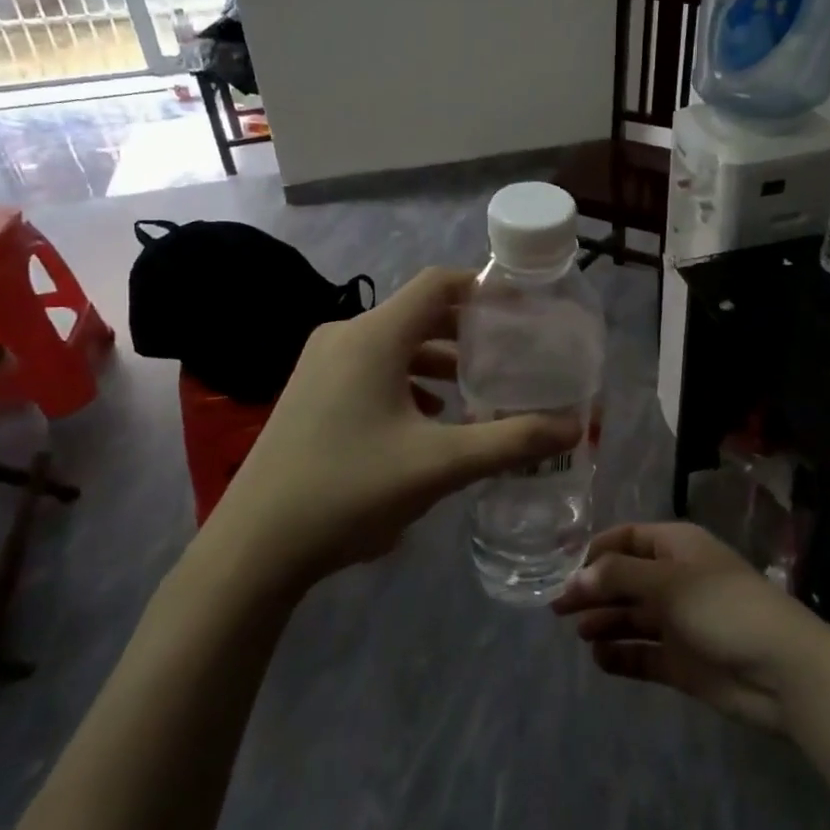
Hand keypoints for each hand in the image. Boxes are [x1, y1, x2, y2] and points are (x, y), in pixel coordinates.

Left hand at [207, 267, 580, 583]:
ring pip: (395, 344)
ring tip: (479, 390)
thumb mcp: (440, 465)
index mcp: (373, 337)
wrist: (254, 546)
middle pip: (418, 313)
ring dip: (439, 360)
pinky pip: (371, 369)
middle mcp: (344, 336)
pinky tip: (431, 419)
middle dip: (468, 331)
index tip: (523, 311)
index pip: (438, 284)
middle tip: (512, 354)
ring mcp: (320, 365)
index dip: (483, 289)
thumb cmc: (350, 490)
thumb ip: (511, 442)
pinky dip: (408, 381)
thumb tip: (574, 428)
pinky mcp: (310, 393)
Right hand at [551, 522, 829, 731]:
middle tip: (557, 609)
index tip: (563, 571)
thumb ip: (618, 576)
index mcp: (677, 547)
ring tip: (581, 633)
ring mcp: (679, 622)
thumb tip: (575, 577)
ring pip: (631, 616)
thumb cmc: (723, 607)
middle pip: (624, 579)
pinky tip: (600, 659)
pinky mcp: (682, 661)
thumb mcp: (668, 582)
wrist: (781, 670)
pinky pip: (643, 653)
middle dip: (593, 590)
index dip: (595, 552)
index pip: (627, 539)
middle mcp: (675, 580)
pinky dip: (621, 655)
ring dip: (605, 621)